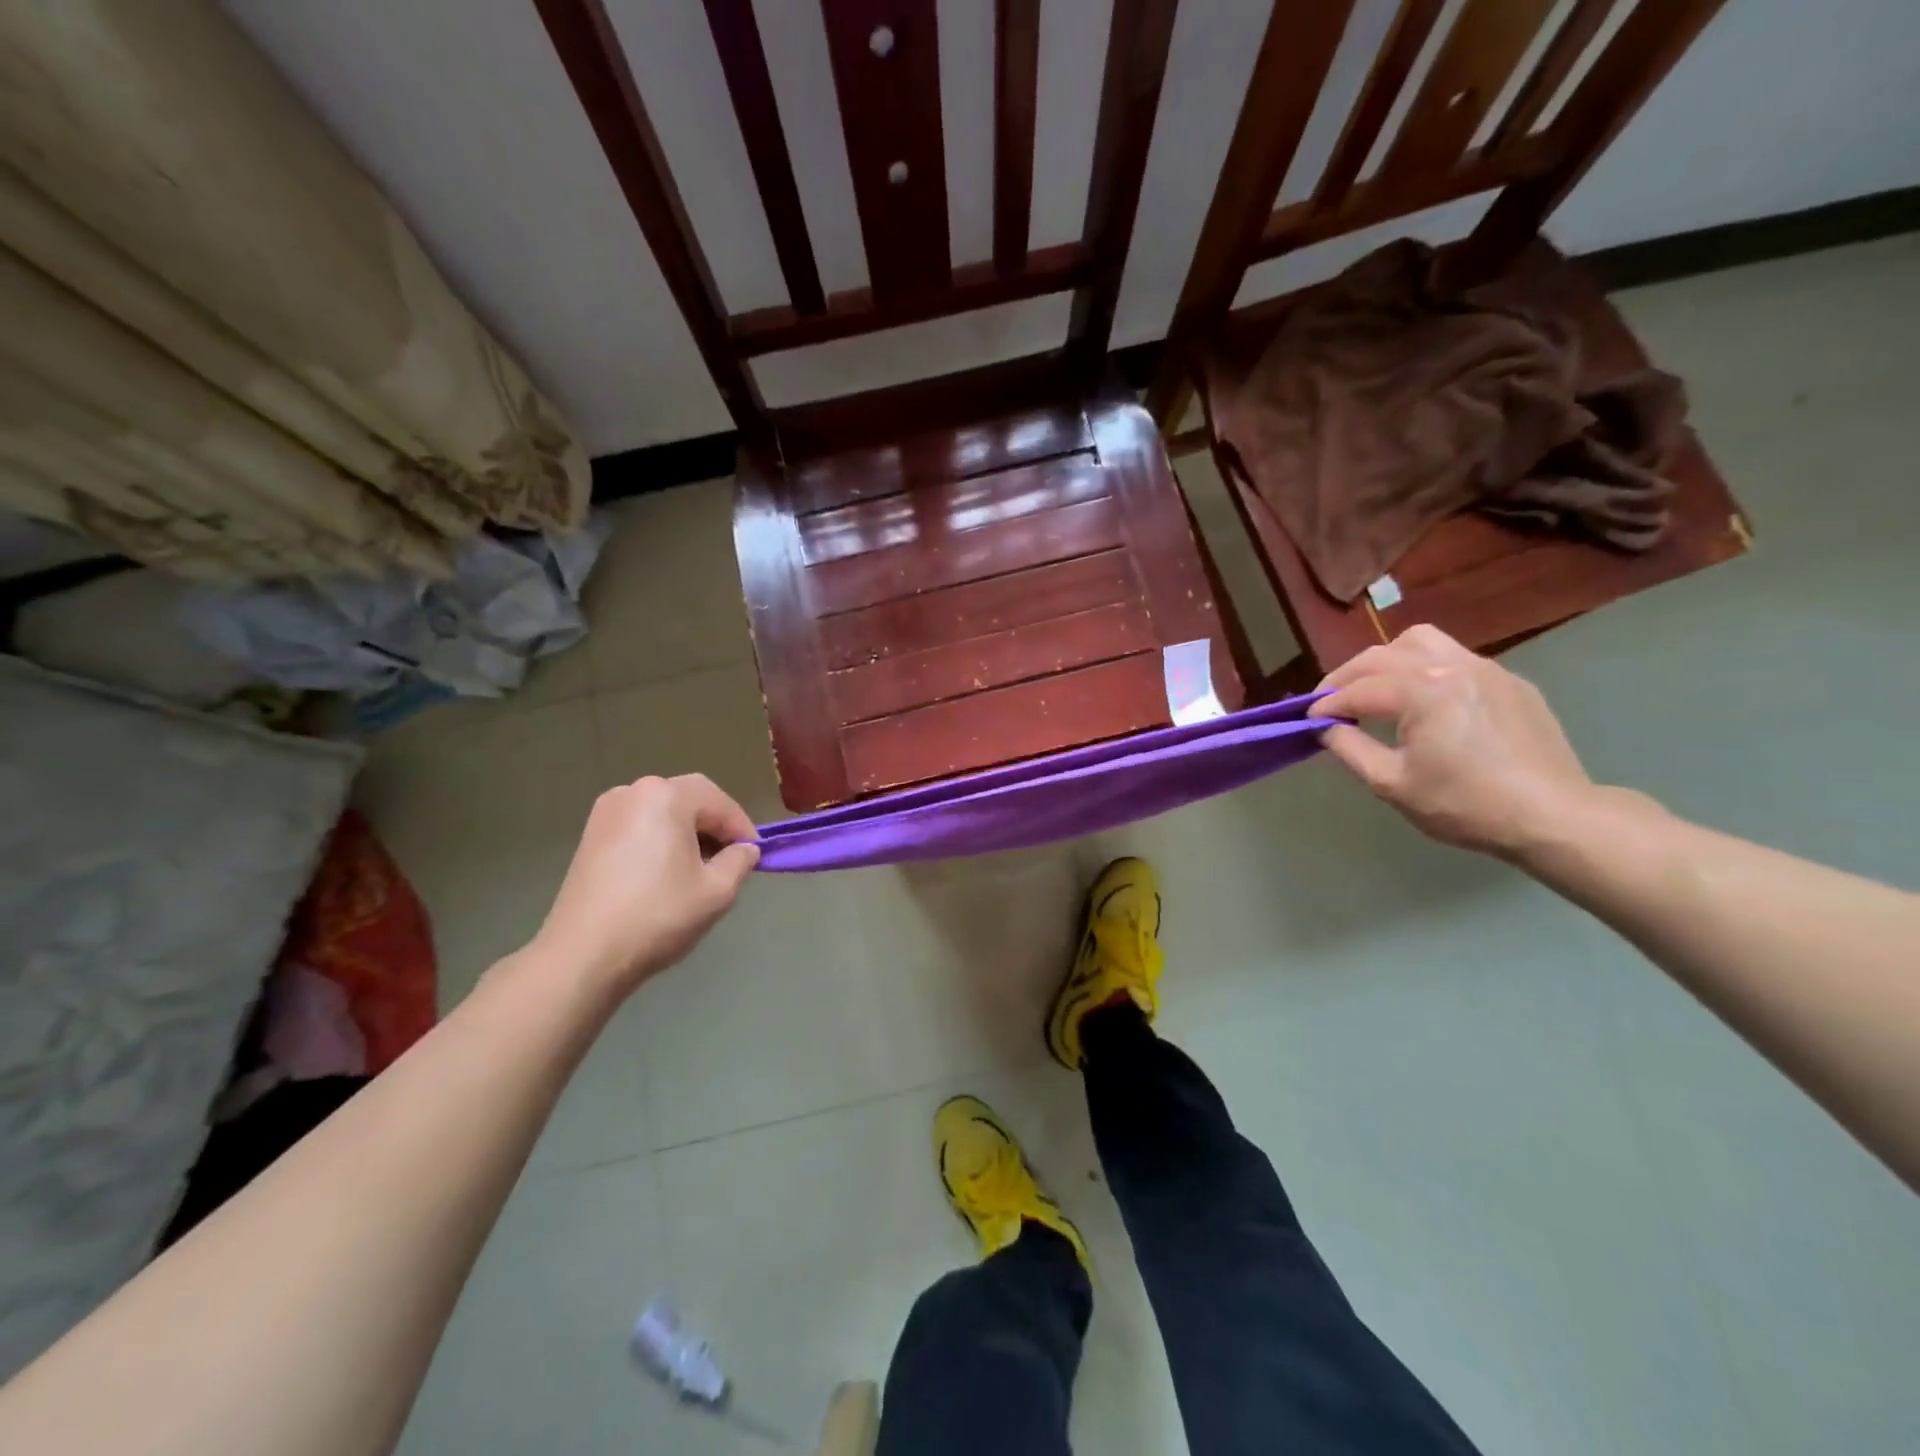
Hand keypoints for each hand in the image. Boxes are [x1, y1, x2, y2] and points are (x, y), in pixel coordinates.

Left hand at [531, 773, 759, 993]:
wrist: (583, 955)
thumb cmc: (657, 916)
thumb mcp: (717, 891)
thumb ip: (740, 861)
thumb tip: (746, 850)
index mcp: (666, 796)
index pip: (719, 801)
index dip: (742, 828)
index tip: (756, 856)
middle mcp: (633, 792)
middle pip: (689, 800)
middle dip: (715, 828)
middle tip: (731, 861)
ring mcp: (606, 813)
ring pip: (663, 813)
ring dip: (688, 834)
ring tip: (700, 870)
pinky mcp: (590, 836)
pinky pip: (640, 826)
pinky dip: (660, 841)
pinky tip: (666, 874)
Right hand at [1314, 625, 1593, 856]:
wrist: (1553, 816)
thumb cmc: (1465, 804)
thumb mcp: (1392, 783)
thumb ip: (1349, 748)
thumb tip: (1326, 727)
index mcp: (1421, 690)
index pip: (1357, 689)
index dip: (1325, 705)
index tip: (1307, 720)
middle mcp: (1451, 666)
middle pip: (1380, 656)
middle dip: (1346, 677)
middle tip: (1330, 703)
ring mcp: (1485, 668)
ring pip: (1420, 641)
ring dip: (1386, 659)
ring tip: (1375, 687)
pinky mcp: (1509, 680)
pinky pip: (1455, 658)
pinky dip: (1424, 669)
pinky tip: (1424, 700)